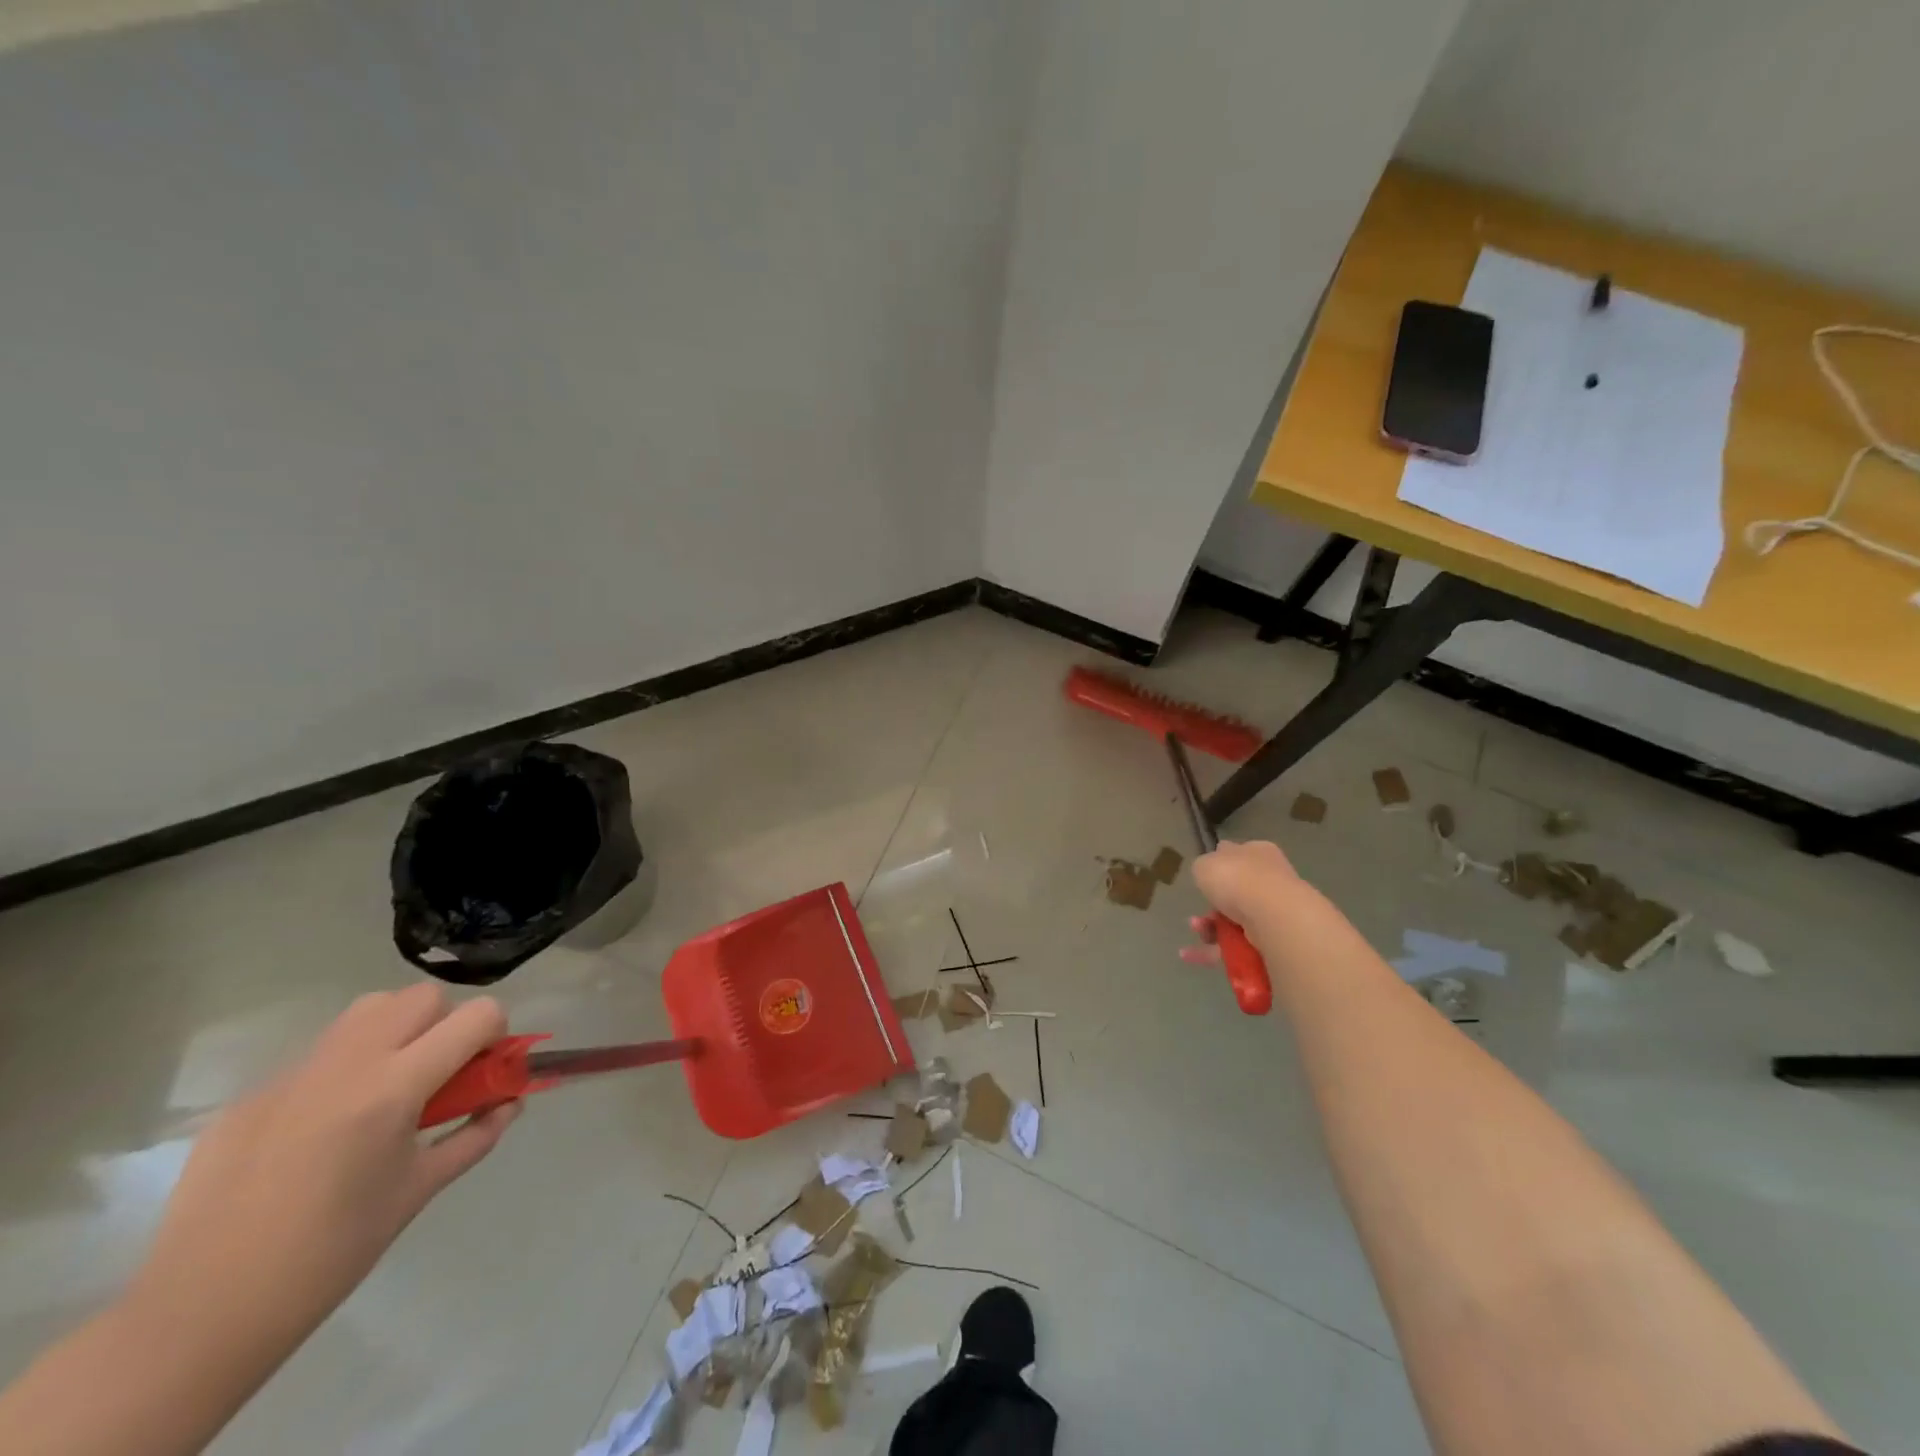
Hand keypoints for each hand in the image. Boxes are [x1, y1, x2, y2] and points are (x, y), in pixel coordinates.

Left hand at [131, 986, 518, 1350]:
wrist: (202, 1314)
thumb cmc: (332, 1252)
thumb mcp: (420, 1189)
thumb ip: (476, 1135)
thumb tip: (510, 1102)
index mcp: (394, 1087)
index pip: (476, 1015)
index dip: (495, 1034)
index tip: (486, 1069)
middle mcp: (346, 1063)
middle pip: (421, 998)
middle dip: (445, 1023)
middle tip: (439, 1073)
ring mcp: (292, 1075)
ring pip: (367, 1011)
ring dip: (396, 1030)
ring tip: (388, 1086)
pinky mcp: (251, 1095)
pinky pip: (317, 1057)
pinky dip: (342, 1071)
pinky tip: (324, 1130)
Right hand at [1179, 839, 1298, 966]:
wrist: (1274, 916)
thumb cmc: (1237, 879)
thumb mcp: (1205, 864)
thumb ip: (1204, 867)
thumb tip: (1210, 874)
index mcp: (1258, 853)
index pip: (1236, 855)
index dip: (1217, 868)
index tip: (1202, 882)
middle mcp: (1271, 879)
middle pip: (1235, 893)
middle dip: (1211, 907)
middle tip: (1197, 915)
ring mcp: (1276, 911)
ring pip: (1235, 921)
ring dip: (1211, 929)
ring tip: (1198, 932)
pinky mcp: (1275, 940)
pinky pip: (1239, 945)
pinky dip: (1215, 951)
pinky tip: (1193, 956)